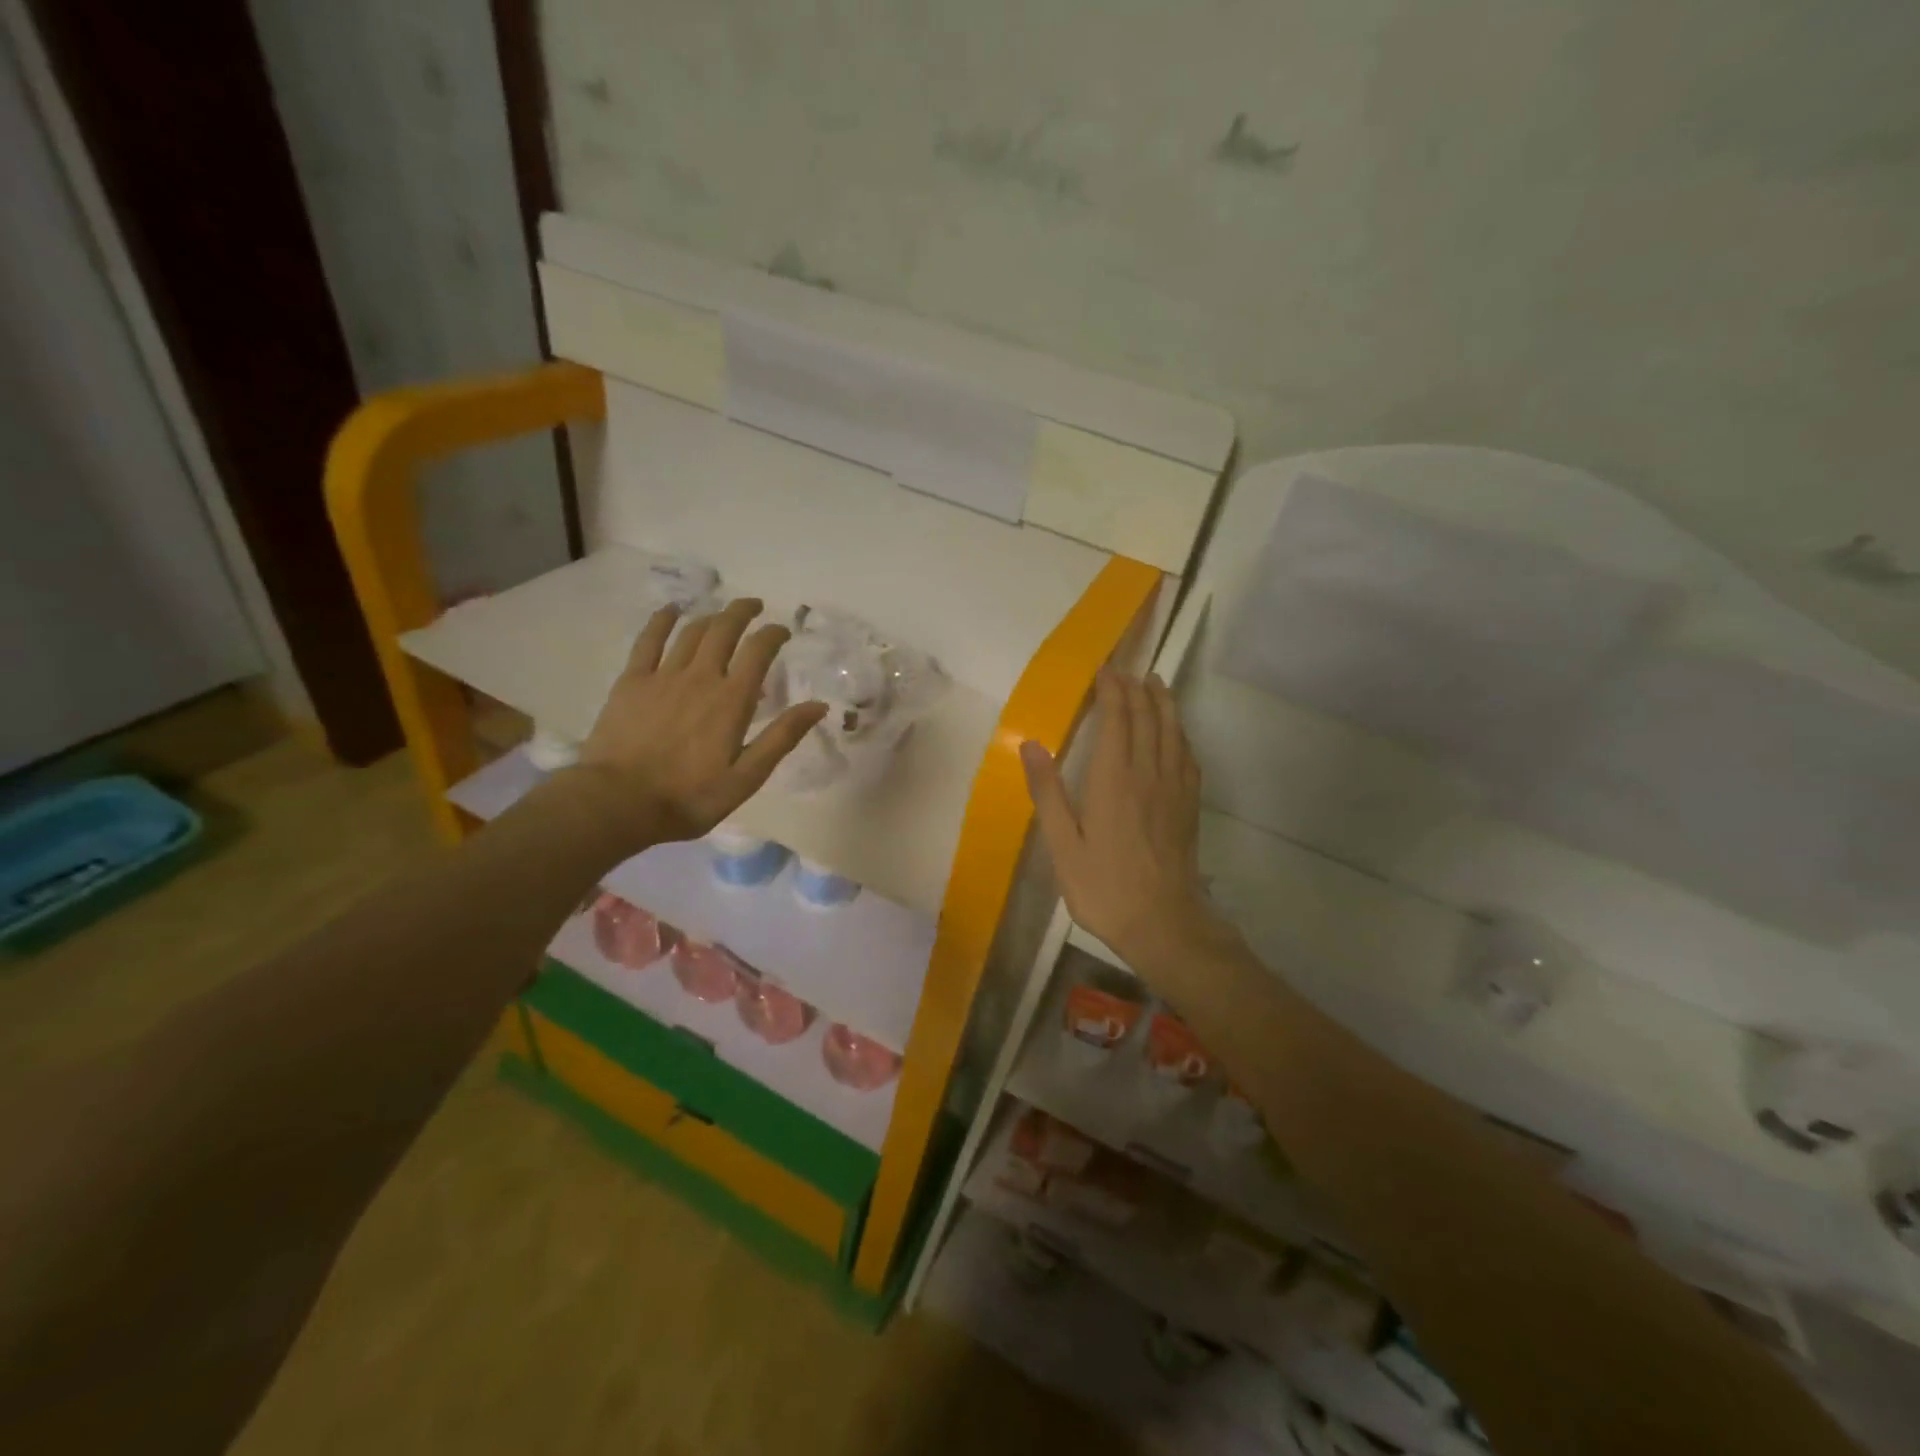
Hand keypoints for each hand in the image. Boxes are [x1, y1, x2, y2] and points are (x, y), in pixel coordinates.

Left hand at [575, 598, 825, 845]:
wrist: (619, 802)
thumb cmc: (689, 797)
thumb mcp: (747, 777)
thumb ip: (782, 738)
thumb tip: (818, 706)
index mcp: (732, 700)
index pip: (759, 651)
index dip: (774, 634)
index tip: (783, 631)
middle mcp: (701, 677)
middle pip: (724, 629)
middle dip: (743, 612)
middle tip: (755, 607)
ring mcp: (663, 676)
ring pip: (692, 632)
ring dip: (711, 616)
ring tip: (722, 614)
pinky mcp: (632, 681)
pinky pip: (648, 640)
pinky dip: (662, 620)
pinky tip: (671, 610)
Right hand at [1021, 670, 1233, 979]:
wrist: (1163, 923)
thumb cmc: (1104, 887)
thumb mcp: (1062, 845)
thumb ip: (1047, 792)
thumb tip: (1030, 744)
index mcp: (1113, 779)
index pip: (1117, 719)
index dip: (1112, 690)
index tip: (1104, 670)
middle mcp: (1148, 773)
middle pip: (1147, 718)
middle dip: (1136, 689)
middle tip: (1125, 670)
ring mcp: (1174, 788)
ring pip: (1172, 731)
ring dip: (1163, 703)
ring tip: (1155, 683)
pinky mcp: (1188, 805)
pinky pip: (1187, 756)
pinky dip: (1180, 733)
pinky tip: (1176, 733)